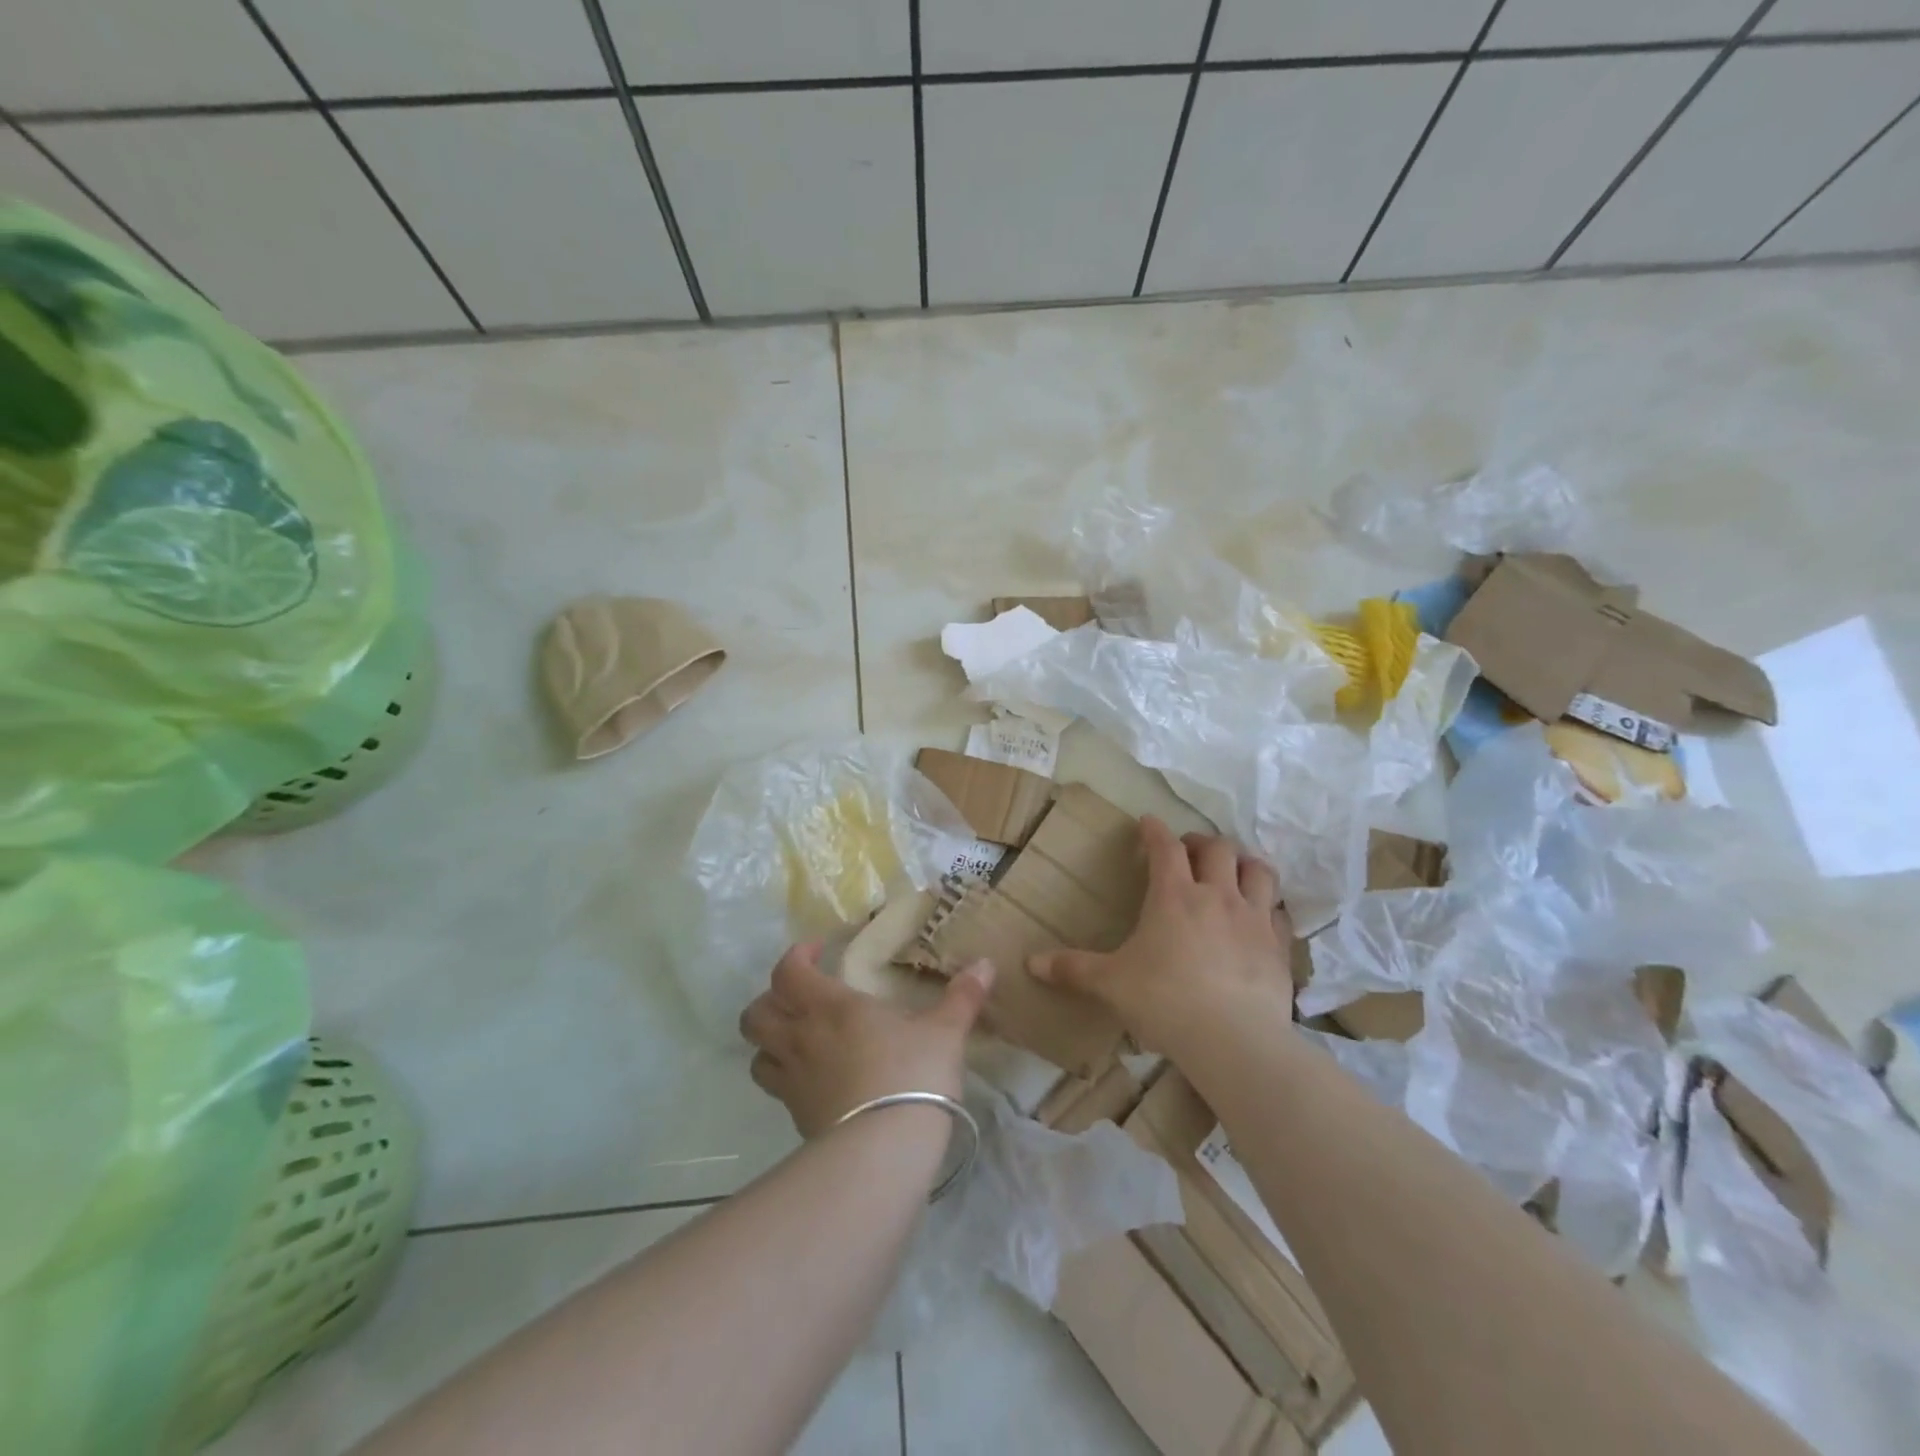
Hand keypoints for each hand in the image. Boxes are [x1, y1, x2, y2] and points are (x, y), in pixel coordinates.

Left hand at [739, 944, 994, 1137]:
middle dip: (770, 1000)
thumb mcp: (945, 1032)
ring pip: (756, 1054)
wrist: (883, 1151)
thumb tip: (985, 964)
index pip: (787, 972)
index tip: (818, 951)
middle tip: (800, 998)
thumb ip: (963, 997)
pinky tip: (816, 1080)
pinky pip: (777, 1089)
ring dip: (770, 1041)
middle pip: (755, 1014)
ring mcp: (794, 1082)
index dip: (795, 956)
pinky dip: (786, 1077)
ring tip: (799, 1038)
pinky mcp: (796, 1118)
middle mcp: (801, 1039)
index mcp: (830, 1007)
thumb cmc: (912, 1075)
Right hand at [1028, 816, 1292, 1052]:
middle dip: (1200, 842)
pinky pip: (1279, 911)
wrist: (1234, 1040)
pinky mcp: (1278, 945)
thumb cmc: (1164, 1001)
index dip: (1154, 830)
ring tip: (1232, 872)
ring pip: (1257, 870)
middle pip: (1217, 848)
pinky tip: (1260, 918)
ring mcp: (1253, 918)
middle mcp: (1216, 895)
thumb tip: (1030, 964)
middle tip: (1189, 852)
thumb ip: (1073, 969)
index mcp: (1173, 895)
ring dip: (1243, 863)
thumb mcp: (1111, 984)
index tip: (1147, 823)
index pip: (1164, 846)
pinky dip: (1268, 906)